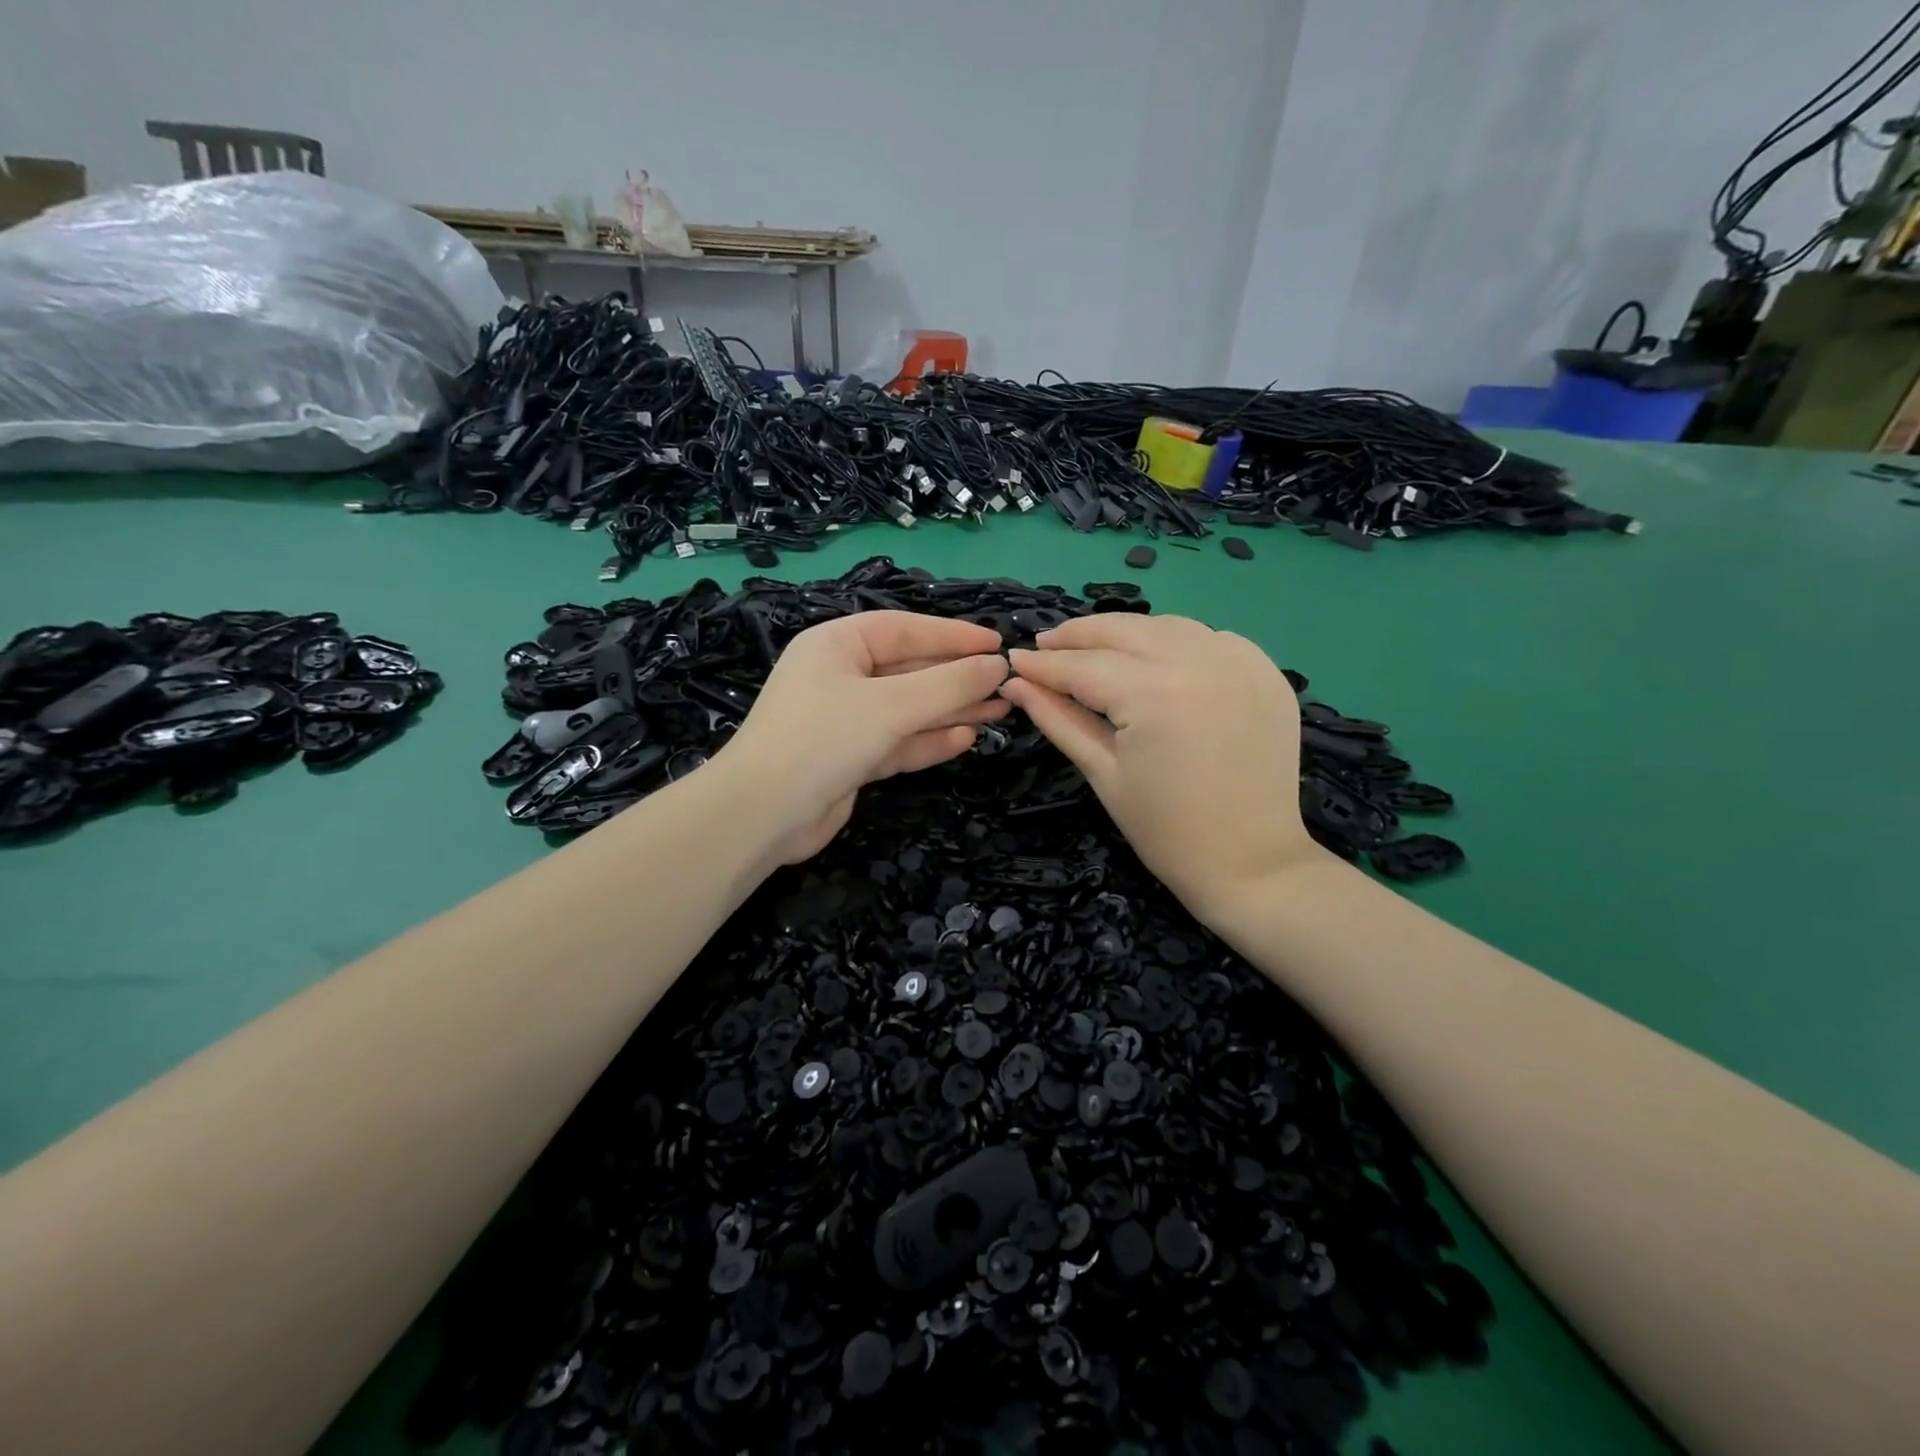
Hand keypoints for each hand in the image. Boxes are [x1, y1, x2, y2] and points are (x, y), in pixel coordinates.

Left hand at [716, 611, 1009, 863]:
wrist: (761, 815)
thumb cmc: (822, 739)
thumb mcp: (889, 706)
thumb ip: (946, 685)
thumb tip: (996, 666)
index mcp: (836, 645)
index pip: (904, 629)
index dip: (952, 635)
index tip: (997, 644)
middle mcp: (840, 677)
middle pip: (909, 670)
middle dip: (956, 678)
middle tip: (1006, 684)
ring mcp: (845, 720)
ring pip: (908, 709)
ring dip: (950, 710)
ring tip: (999, 710)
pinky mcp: (850, 759)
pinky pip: (898, 742)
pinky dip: (929, 741)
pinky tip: (965, 739)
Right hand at [1000, 614, 1315, 920]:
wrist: (1251, 862)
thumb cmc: (1165, 830)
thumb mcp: (1102, 773)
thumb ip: (1057, 718)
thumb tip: (1015, 683)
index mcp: (1154, 694)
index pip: (1084, 666)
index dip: (1044, 664)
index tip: (1014, 660)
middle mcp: (1199, 662)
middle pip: (1124, 630)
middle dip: (1078, 635)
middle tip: (1045, 645)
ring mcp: (1240, 662)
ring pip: (1166, 626)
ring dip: (1125, 633)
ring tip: (1093, 649)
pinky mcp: (1265, 671)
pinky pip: (1209, 638)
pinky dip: (1175, 641)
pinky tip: (1154, 658)